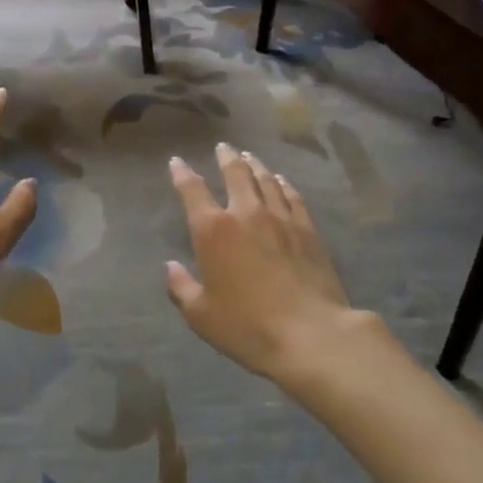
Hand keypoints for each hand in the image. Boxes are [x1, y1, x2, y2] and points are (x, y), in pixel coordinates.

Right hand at [164, 144, 357, 382]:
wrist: (311, 334)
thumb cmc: (248, 326)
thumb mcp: (201, 315)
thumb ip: (181, 288)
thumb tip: (170, 267)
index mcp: (213, 230)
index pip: (192, 190)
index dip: (182, 173)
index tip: (177, 162)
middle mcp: (245, 213)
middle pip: (235, 173)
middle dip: (226, 157)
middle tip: (223, 148)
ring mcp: (280, 218)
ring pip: (265, 179)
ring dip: (254, 165)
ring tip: (248, 157)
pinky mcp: (307, 229)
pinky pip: (292, 196)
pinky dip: (283, 183)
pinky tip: (280, 180)